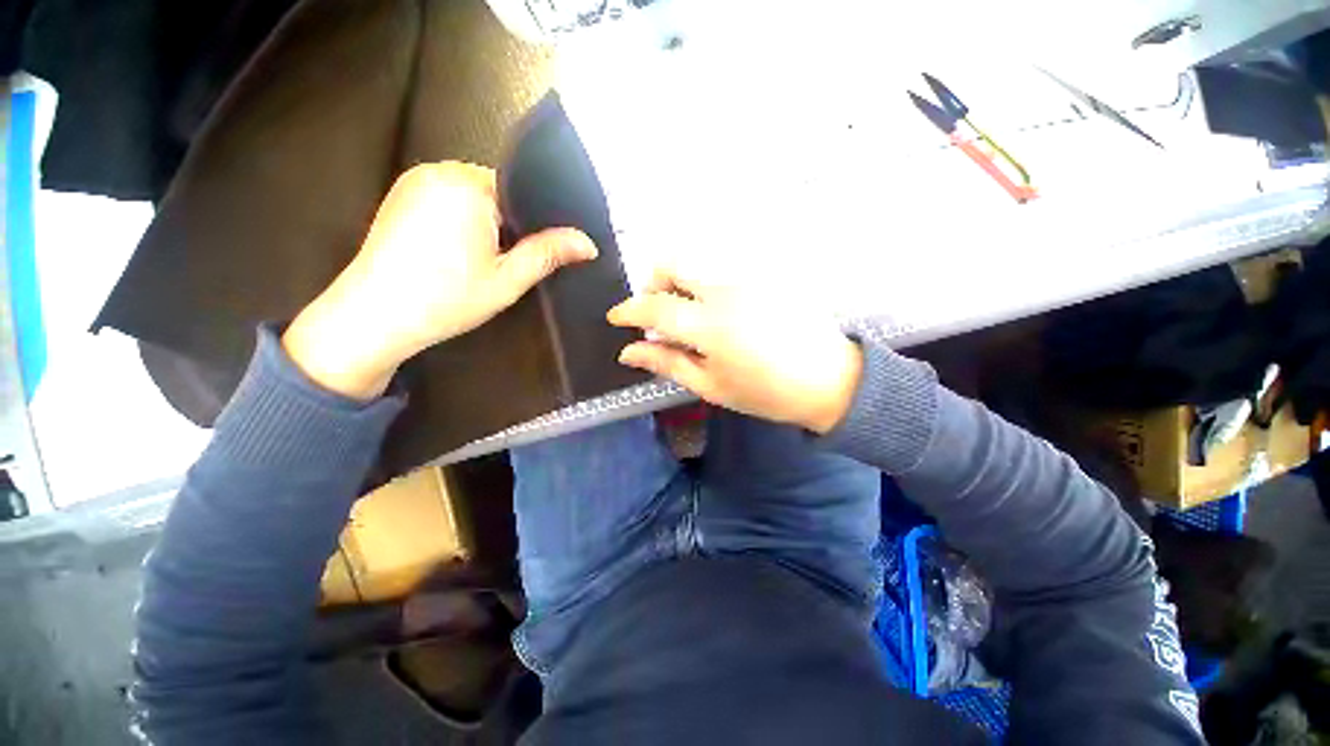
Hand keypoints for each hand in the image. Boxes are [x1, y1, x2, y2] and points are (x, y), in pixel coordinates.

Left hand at [283, 162, 596, 399]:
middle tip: (505, 264)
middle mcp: (440, 170)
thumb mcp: (508, 279)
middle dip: (508, 226)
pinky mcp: (400, 196)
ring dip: (485, 226)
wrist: (374, 317)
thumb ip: (549, 254)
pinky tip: (454, 255)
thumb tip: (588, 243)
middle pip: (497, 193)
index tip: (534, 253)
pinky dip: (461, 223)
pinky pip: (448, 201)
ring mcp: (415, 181)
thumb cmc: (446, 298)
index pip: (522, 192)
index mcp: (469, 184)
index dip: (534, 226)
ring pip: (473, 198)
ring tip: (478, 262)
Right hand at [607, 268, 861, 433]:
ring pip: (698, 263)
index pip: (654, 306)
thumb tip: (628, 352)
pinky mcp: (765, 275)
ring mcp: (749, 277)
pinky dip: (706, 285)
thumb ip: (667, 363)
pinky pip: (723, 269)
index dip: (629, 310)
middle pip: (673, 263)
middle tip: (657, 313)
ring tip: (689, 316)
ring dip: (680, 284)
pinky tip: (719, 311)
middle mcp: (726, 290)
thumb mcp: (710, 385)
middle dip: (653, 283)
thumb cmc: (765, 392)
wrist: (828, 379)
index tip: (616, 317)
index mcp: (710, 325)